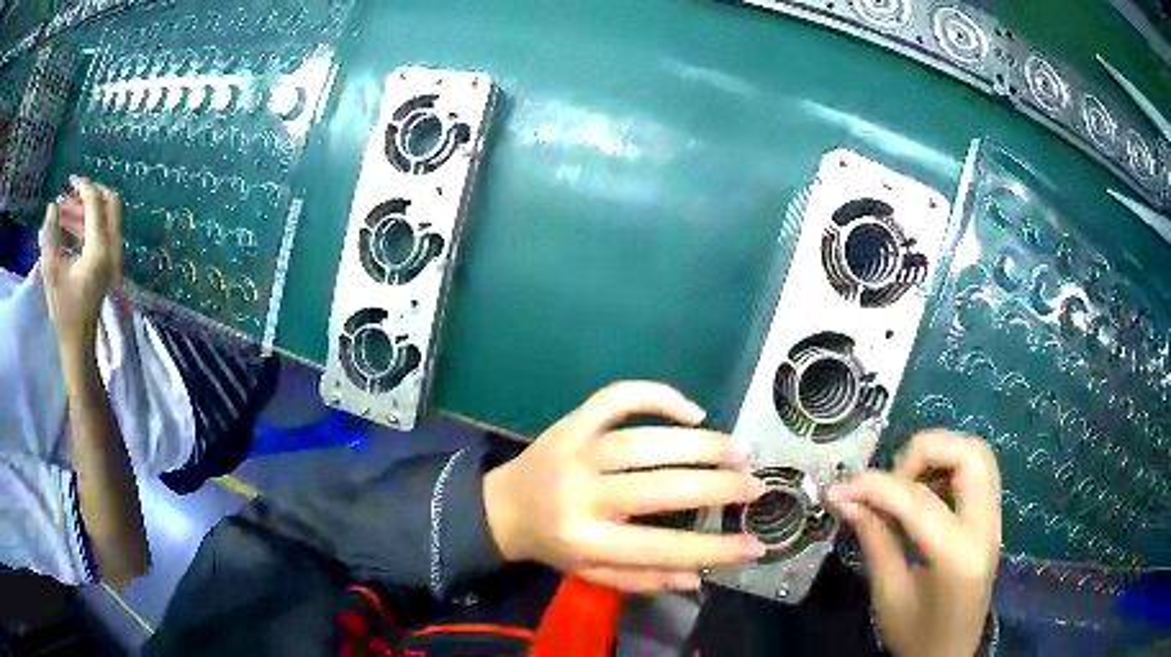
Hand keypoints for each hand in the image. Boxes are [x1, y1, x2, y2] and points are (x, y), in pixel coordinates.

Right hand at [38, 178, 123, 344]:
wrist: (78, 346)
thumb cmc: (64, 312)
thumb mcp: (52, 272)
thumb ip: (50, 236)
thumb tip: (52, 207)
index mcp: (101, 250)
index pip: (97, 203)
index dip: (83, 187)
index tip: (69, 182)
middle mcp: (113, 250)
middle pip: (109, 204)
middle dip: (88, 195)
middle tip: (68, 197)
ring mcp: (113, 258)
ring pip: (103, 218)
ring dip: (83, 212)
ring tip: (59, 215)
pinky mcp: (107, 265)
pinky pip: (100, 234)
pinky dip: (85, 226)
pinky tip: (65, 229)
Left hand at [483, 381, 767, 592]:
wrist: (502, 507)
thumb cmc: (554, 546)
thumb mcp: (593, 574)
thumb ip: (644, 578)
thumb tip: (700, 575)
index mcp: (587, 540)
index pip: (662, 548)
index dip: (714, 548)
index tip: (755, 543)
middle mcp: (581, 495)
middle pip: (659, 488)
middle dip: (717, 487)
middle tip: (754, 485)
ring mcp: (576, 451)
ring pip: (644, 442)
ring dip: (699, 444)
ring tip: (737, 451)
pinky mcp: (572, 422)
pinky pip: (615, 398)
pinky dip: (656, 395)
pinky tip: (692, 410)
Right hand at [827, 431, 1000, 656]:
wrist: (949, 655)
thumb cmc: (915, 635)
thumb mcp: (888, 594)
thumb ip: (874, 539)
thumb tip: (845, 498)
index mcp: (957, 555)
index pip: (918, 500)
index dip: (874, 486)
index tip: (838, 490)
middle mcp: (986, 526)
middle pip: (968, 454)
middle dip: (923, 452)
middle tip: (889, 481)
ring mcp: (994, 520)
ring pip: (977, 454)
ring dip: (939, 455)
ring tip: (905, 484)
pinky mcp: (991, 520)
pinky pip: (977, 473)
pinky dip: (949, 468)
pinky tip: (924, 493)